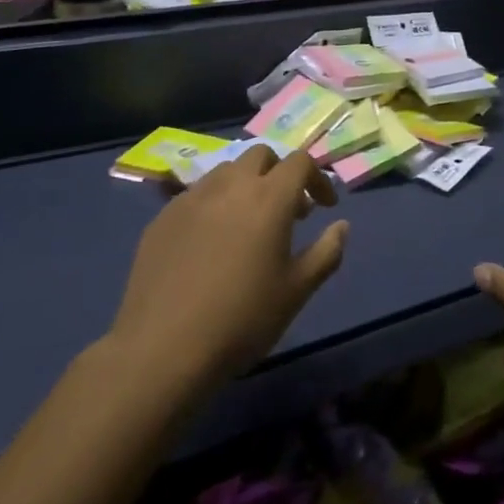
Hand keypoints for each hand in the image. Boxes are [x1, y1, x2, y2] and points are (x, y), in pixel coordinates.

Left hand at [112, 146, 348, 389]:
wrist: (162, 349)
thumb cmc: (242, 320)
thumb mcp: (296, 291)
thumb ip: (326, 252)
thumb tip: (341, 225)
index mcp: (269, 198)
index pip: (300, 161)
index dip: (317, 178)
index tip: (323, 208)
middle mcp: (230, 185)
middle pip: (261, 155)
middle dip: (279, 173)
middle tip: (287, 211)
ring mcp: (192, 198)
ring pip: (226, 171)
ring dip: (245, 186)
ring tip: (248, 225)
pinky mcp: (163, 216)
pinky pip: (197, 194)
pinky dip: (214, 204)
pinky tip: (210, 243)